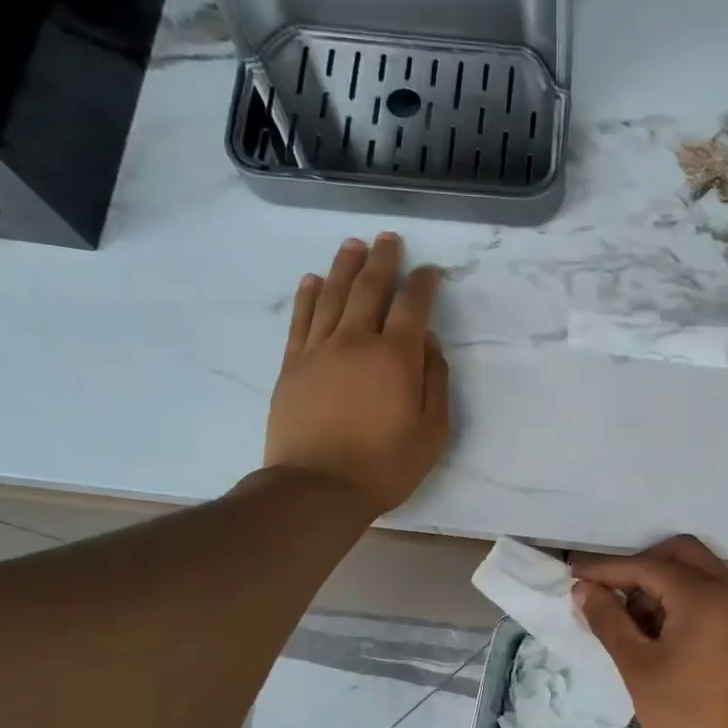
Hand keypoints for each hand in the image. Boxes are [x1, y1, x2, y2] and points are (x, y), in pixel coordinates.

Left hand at [264, 233, 450, 513]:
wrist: (317, 488)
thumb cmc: (385, 465)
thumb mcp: (432, 432)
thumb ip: (435, 381)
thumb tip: (428, 343)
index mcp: (395, 357)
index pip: (412, 306)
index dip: (423, 284)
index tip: (430, 270)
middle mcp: (356, 341)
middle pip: (369, 288)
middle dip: (382, 261)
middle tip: (389, 239)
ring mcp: (319, 349)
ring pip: (331, 295)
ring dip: (344, 266)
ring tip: (354, 245)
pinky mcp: (293, 364)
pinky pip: (301, 319)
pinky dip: (308, 295)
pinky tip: (312, 279)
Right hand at [571, 535, 727, 727]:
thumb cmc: (687, 716)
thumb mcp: (638, 667)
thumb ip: (608, 620)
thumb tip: (583, 588)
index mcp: (703, 595)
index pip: (646, 566)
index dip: (606, 570)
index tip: (573, 575)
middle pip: (678, 553)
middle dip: (639, 567)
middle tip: (610, 597)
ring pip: (696, 569)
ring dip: (662, 582)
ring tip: (633, 623)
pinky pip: (710, 590)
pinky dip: (682, 596)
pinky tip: (660, 630)